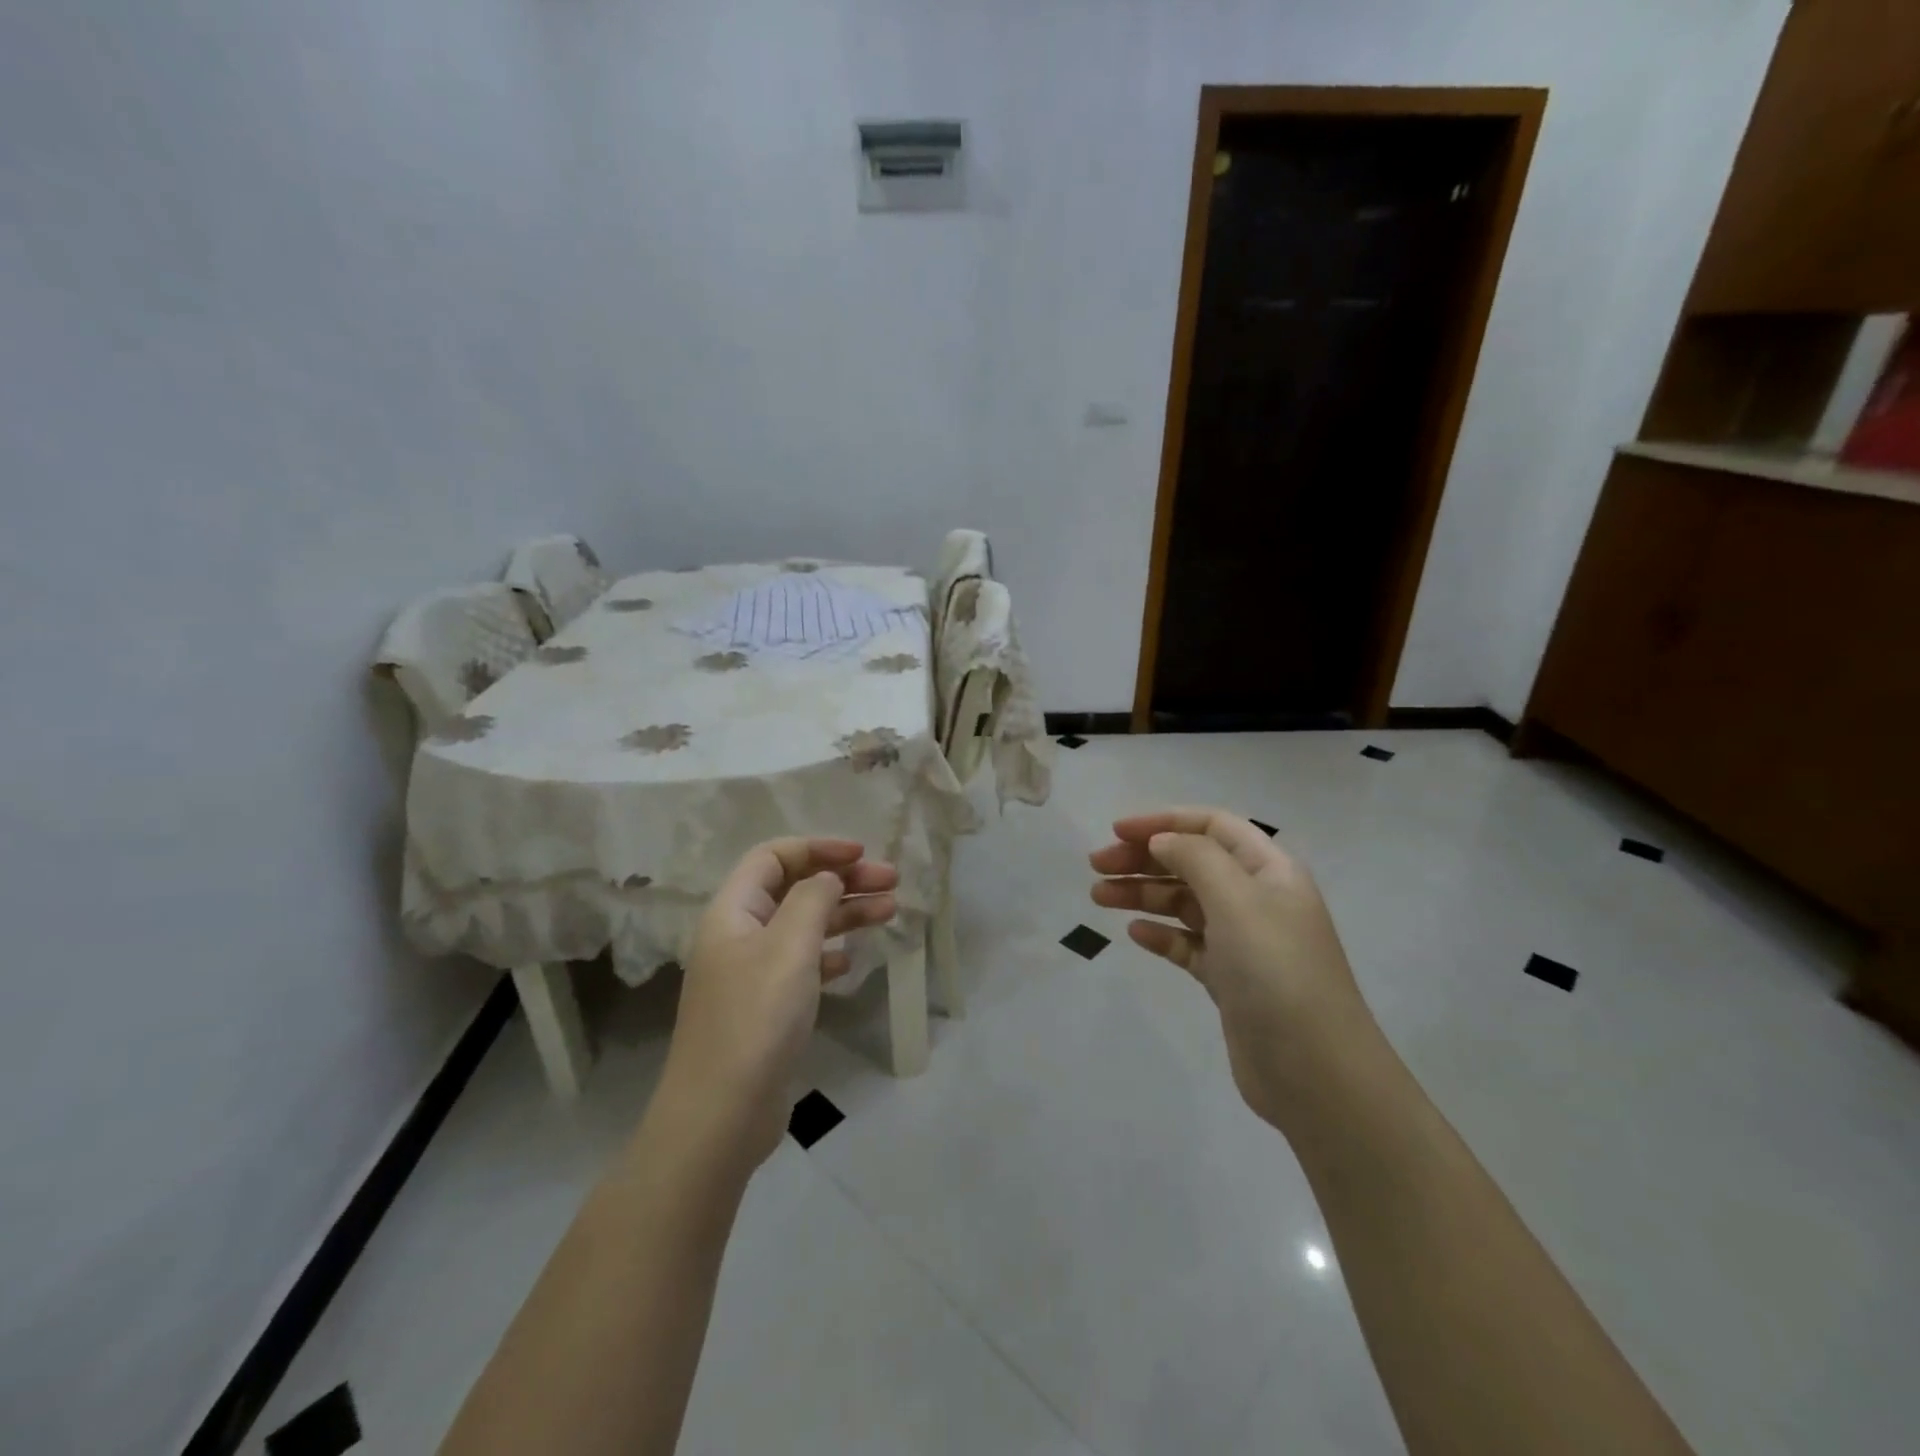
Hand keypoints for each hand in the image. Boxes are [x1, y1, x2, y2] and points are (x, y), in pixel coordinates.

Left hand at [658, 839, 896, 1169]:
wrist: (721, 1115)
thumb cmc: (756, 1018)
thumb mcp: (789, 947)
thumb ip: (812, 900)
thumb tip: (827, 878)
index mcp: (733, 911)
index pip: (773, 857)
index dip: (818, 848)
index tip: (861, 855)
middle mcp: (739, 935)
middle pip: (794, 889)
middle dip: (843, 880)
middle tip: (892, 882)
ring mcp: (751, 973)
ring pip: (803, 926)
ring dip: (844, 914)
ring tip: (891, 910)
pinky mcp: (766, 1007)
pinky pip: (802, 964)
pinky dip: (829, 954)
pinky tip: (852, 961)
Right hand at [1090, 808, 1378, 1132]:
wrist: (1315, 1071)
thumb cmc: (1276, 970)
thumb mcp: (1237, 900)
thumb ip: (1195, 858)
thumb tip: (1161, 840)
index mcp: (1269, 869)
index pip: (1212, 825)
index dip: (1164, 821)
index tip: (1116, 831)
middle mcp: (1257, 898)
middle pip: (1193, 862)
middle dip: (1144, 858)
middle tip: (1096, 867)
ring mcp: (1244, 941)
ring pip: (1184, 903)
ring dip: (1142, 894)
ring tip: (1098, 897)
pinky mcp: (1230, 979)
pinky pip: (1187, 944)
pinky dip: (1160, 934)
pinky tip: (1135, 934)